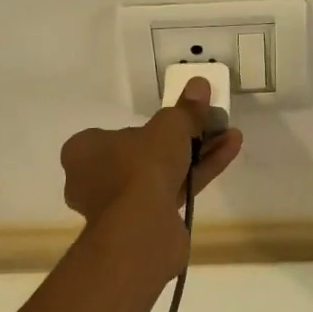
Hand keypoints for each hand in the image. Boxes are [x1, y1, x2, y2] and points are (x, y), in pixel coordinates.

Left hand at [60, 78, 242, 273]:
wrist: (142, 228)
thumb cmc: (141, 167)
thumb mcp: (170, 127)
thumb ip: (186, 108)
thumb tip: (199, 83)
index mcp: (83, 152)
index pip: (114, 134)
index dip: (148, 127)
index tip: (176, 121)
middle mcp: (94, 179)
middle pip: (143, 154)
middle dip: (180, 140)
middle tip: (208, 126)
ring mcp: (118, 206)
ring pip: (161, 174)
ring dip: (196, 155)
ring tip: (229, 136)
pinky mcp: (143, 224)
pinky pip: (172, 191)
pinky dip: (198, 174)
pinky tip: (228, 154)